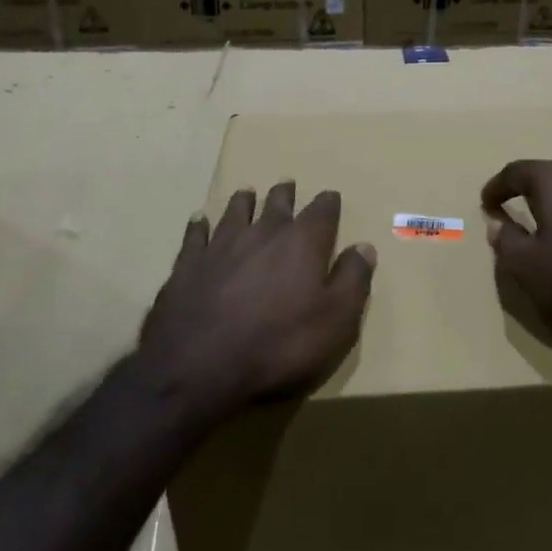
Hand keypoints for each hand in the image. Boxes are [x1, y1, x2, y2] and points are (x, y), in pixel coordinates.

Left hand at [140, 182, 375, 418]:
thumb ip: (353, 279)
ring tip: (247, 192)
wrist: (200, 365)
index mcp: (303, 243)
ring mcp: (221, 246)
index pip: (322, 212)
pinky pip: (195, 235)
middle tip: (287, 185)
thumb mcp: (336, 320)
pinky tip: (199, 219)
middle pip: (277, 204)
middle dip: (285, 195)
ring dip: (244, 201)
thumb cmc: (280, 344)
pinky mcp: (187, 265)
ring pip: (236, 212)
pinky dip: (199, 225)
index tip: (331, 196)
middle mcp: (263, 233)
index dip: (328, 203)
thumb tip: (364, 247)